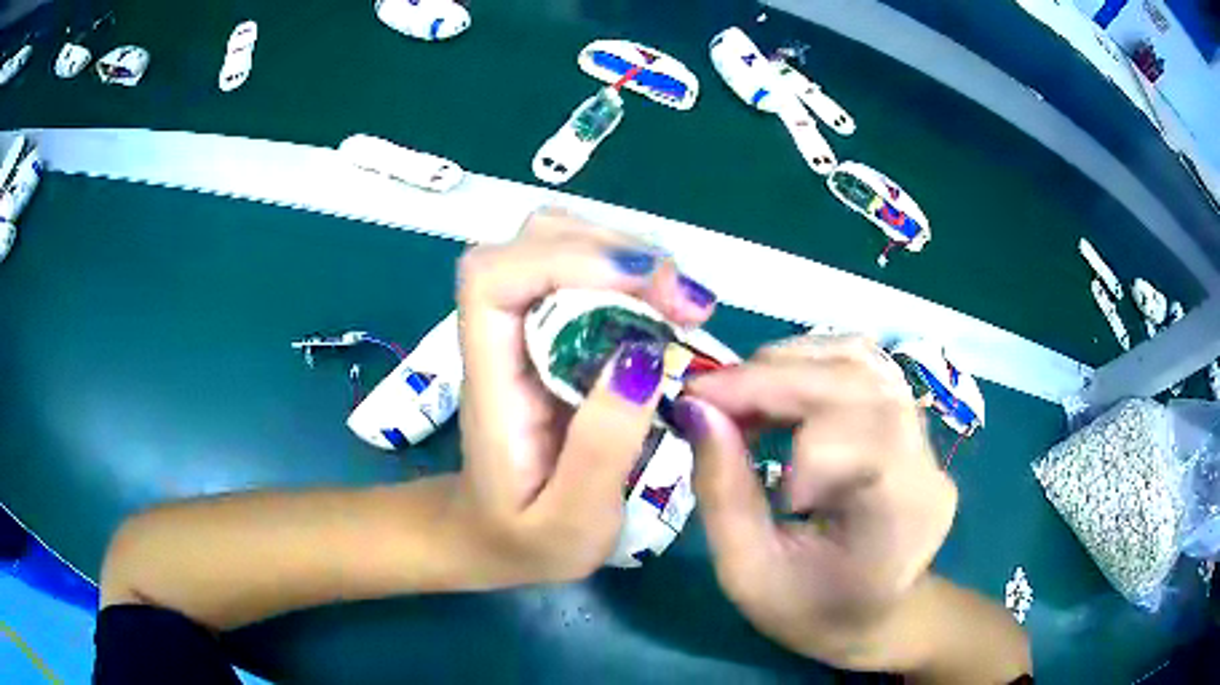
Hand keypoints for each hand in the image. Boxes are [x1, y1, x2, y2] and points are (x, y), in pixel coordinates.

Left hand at [451, 208, 716, 585]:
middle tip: (685, 301)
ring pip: (558, 241)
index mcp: (490, 381)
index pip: (492, 279)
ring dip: (627, 253)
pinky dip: (630, 271)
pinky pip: (582, 270)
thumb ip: (601, 451)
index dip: (564, 260)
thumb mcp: (570, 523)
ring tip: (681, 302)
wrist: (487, 538)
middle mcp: (499, 337)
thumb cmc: (522, 540)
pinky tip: (666, 307)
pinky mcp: (549, 333)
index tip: (646, 288)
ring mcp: (523, 328)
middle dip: (615, 250)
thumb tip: (646, 356)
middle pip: (532, 240)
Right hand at [675, 335, 959, 670]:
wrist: (878, 616)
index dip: (790, 416)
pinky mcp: (911, 423)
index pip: (862, 433)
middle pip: (860, 382)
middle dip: (773, 376)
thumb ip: (722, 493)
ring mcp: (924, 438)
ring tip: (739, 391)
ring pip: (863, 361)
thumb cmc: (814, 610)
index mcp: (901, 517)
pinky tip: (776, 389)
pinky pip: (864, 367)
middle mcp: (925, 465)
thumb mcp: (749, 574)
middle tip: (707, 393)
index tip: (714, 421)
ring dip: (791, 362)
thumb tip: (696, 409)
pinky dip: (811, 363)